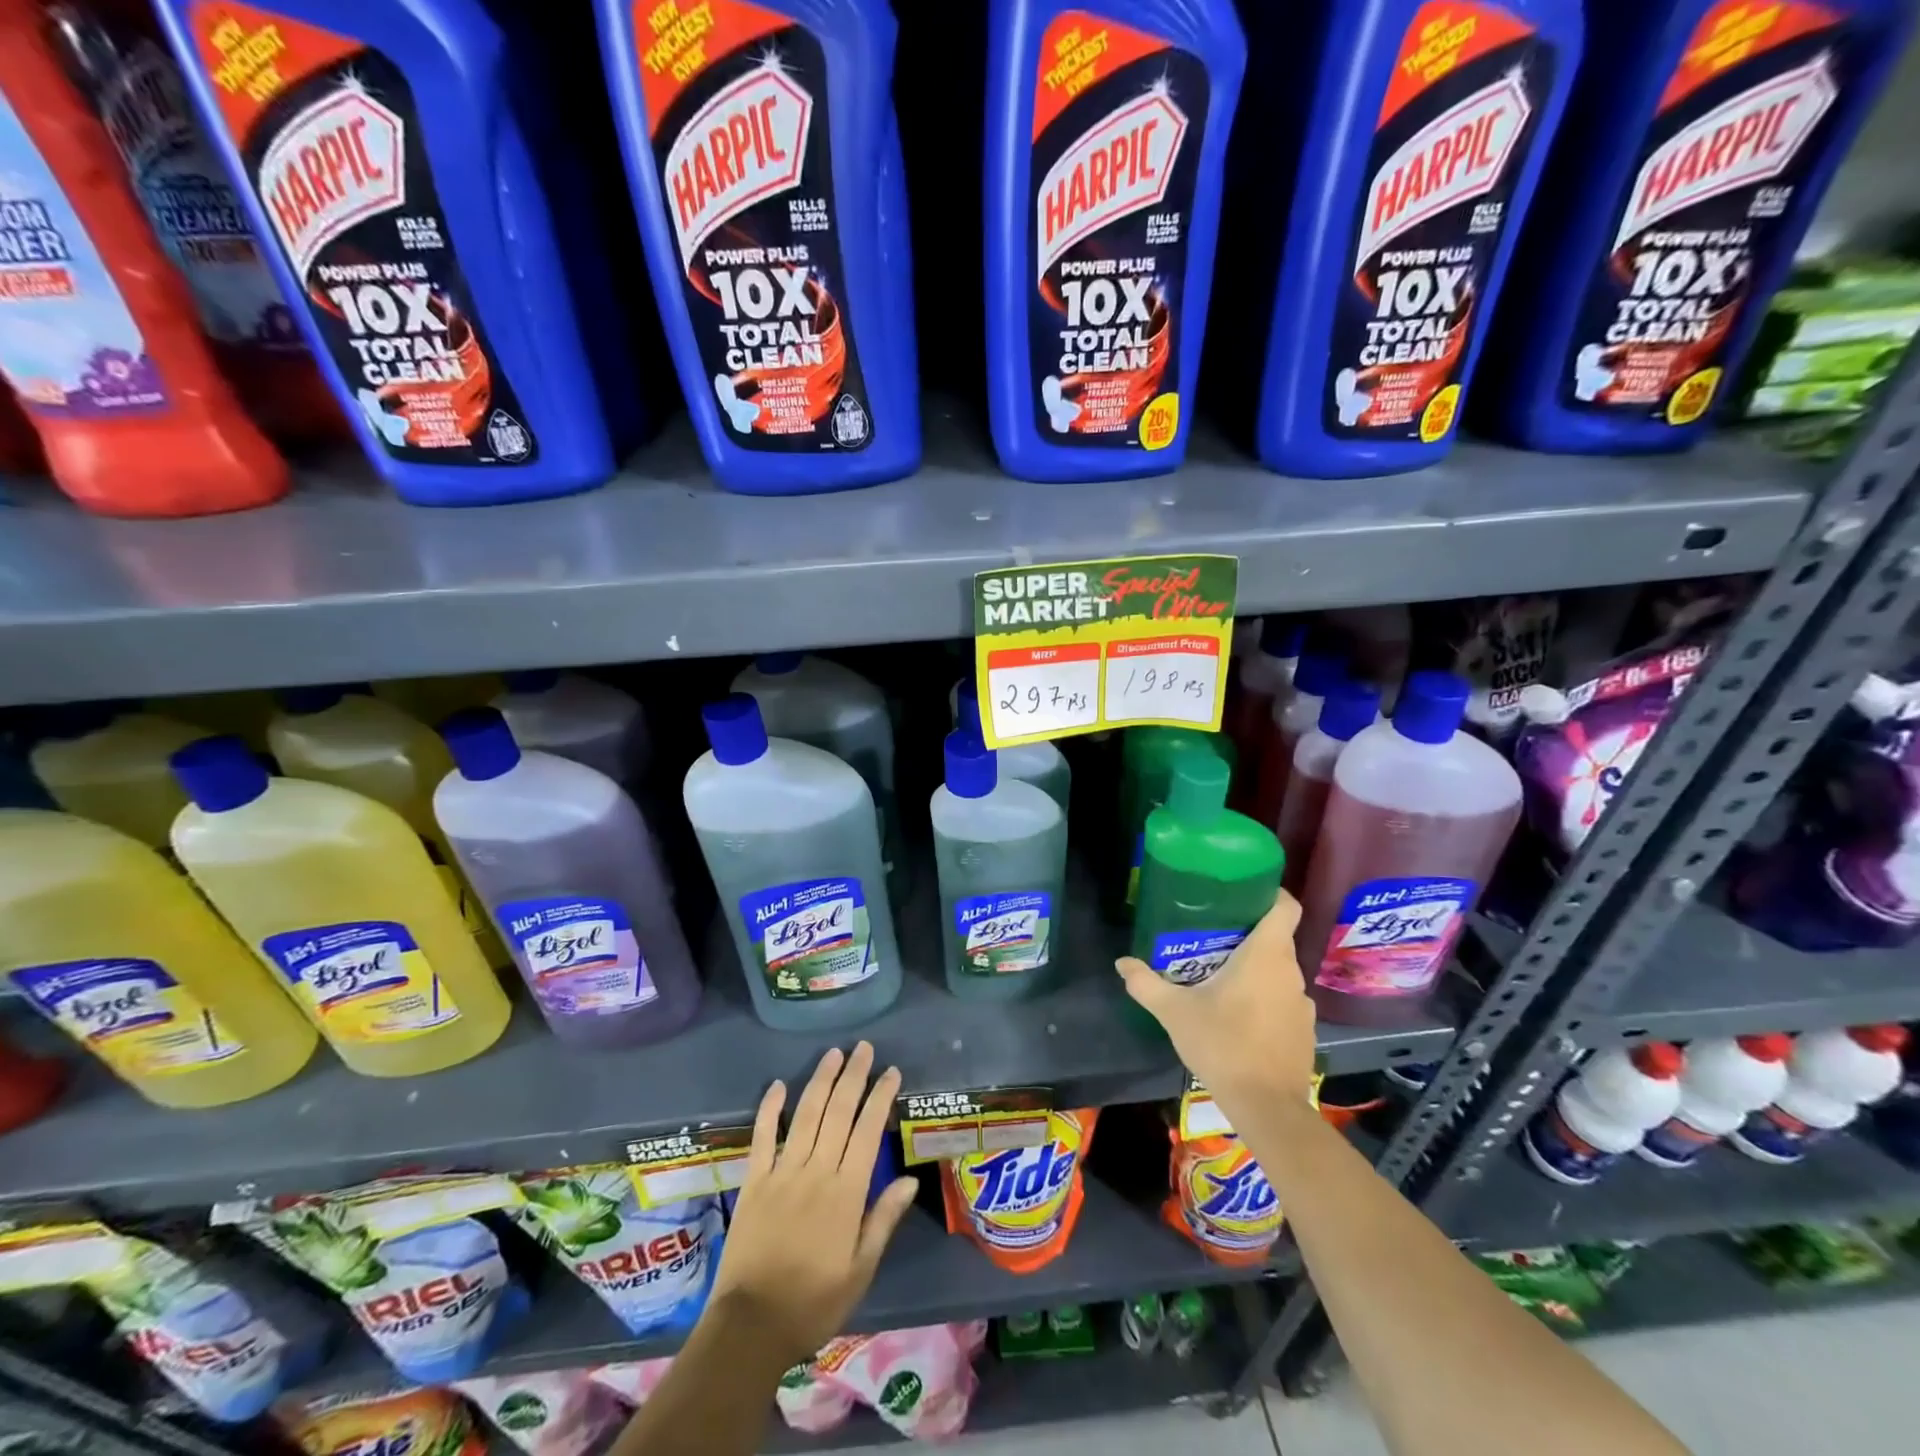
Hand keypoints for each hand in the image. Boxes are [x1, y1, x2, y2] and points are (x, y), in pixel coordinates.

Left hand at [710, 1043, 918, 1366]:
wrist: (751, 1326)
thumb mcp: (860, 1270)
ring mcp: (782, 1172)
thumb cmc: (814, 1302)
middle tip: (864, 1048)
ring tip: (833, 1054)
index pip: (867, 1131)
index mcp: (846, 1192)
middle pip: (838, 1112)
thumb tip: (909, 1179)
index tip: (891, 1072)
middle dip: (853, 1076)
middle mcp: (816, 1171)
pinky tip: (778, 1085)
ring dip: (820, 1081)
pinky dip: (770, 1109)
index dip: (880, 1097)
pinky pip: (762, 1137)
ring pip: (806, 1115)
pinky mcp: (754, 1181)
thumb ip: (883, 1220)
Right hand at [1115, 891, 1317, 1108]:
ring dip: (1257, 970)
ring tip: (1223, 978)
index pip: (1285, 907)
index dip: (1270, 894)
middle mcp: (1290, 972)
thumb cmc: (1222, 1044)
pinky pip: (1284, 1000)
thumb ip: (1146, 983)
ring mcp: (1302, 1003)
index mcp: (1266, 955)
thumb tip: (1122, 963)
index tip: (1245, 893)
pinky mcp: (1305, 1030)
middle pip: (1277, 938)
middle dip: (1248, 934)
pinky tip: (1241, 1016)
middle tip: (1213, 937)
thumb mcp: (1174, 1012)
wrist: (1266, 1106)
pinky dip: (1266, 999)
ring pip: (1280, 971)